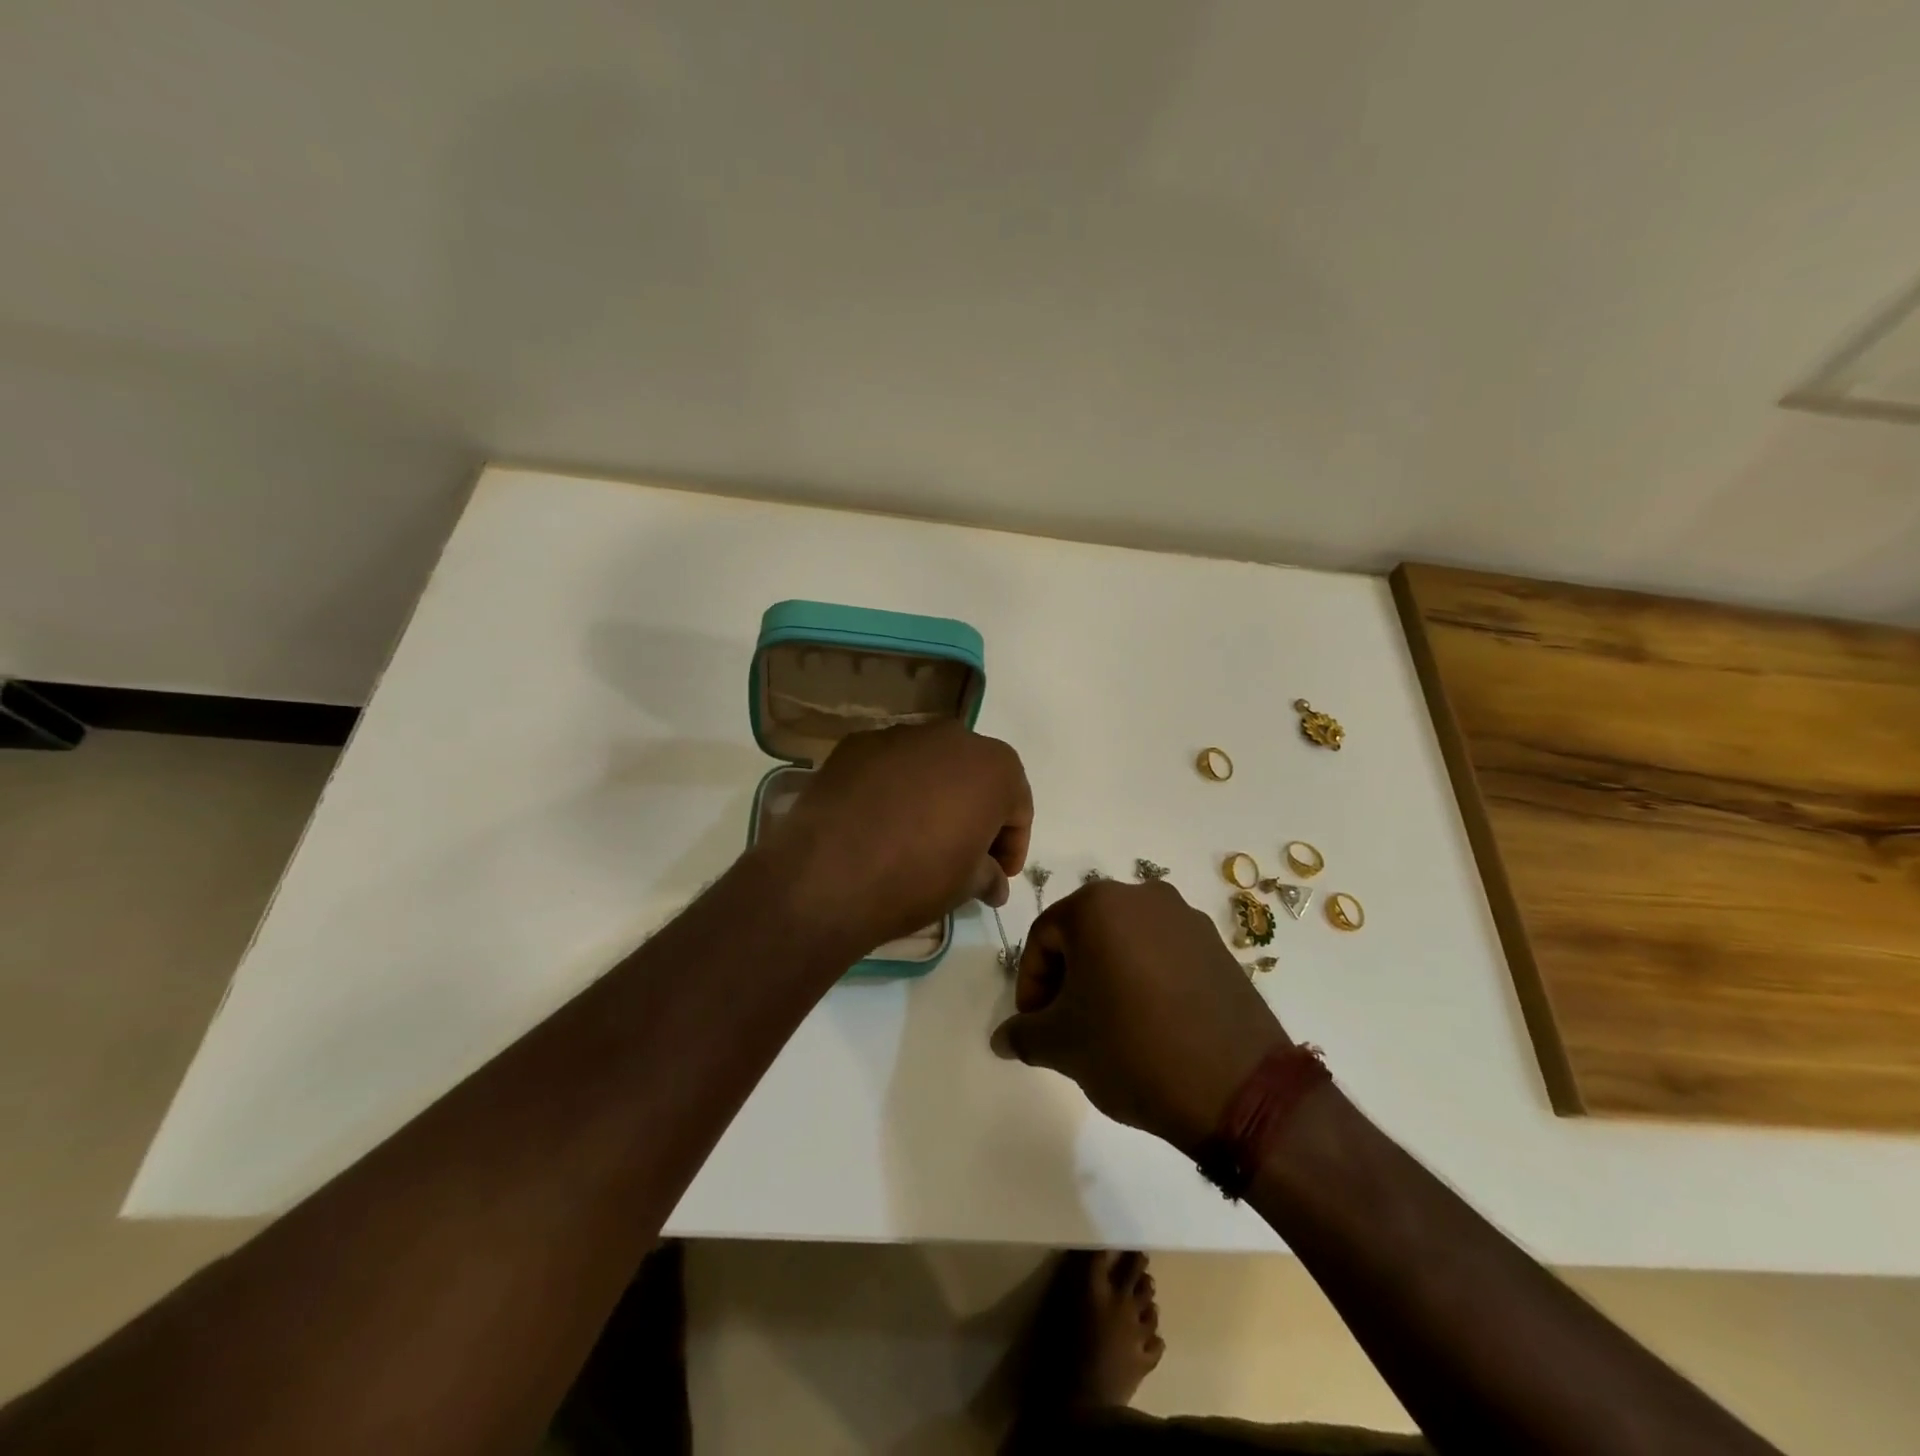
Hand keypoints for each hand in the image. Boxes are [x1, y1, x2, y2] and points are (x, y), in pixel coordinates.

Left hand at [755, 721, 1031, 956]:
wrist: (829, 874)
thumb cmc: (917, 878)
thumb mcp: (967, 885)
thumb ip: (989, 875)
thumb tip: (994, 882)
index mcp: (994, 767)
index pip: (1017, 807)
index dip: (1012, 844)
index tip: (999, 874)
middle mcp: (953, 736)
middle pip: (975, 776)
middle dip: (975, 811)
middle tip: (963, 852)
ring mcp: (901, 734)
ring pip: (931, 764)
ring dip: (934, 794)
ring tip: (916, 835)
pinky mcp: (857, 743)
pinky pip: (889, 765)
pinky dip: (893, 787)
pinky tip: (878, 821)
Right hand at [991, 879, 1289, 1153]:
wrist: (1239, 1088)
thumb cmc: (1133, 1050)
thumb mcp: (1063, 1046)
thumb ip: (1023, 1035)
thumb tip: (1001, 1039)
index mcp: (1097, 904)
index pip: (1043, 937)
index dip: (1030, 984)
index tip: (1034, 1027)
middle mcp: (1141, 896)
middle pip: (1084, 933)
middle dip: (1067, 978)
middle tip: (1065, 1026)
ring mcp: (1185, 917)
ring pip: (1124, 942)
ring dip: (1106, 977)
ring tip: (1108, 1027)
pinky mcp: (1217, 945)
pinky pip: (1162, 953)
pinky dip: (1144, 979)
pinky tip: (1149, 1023)